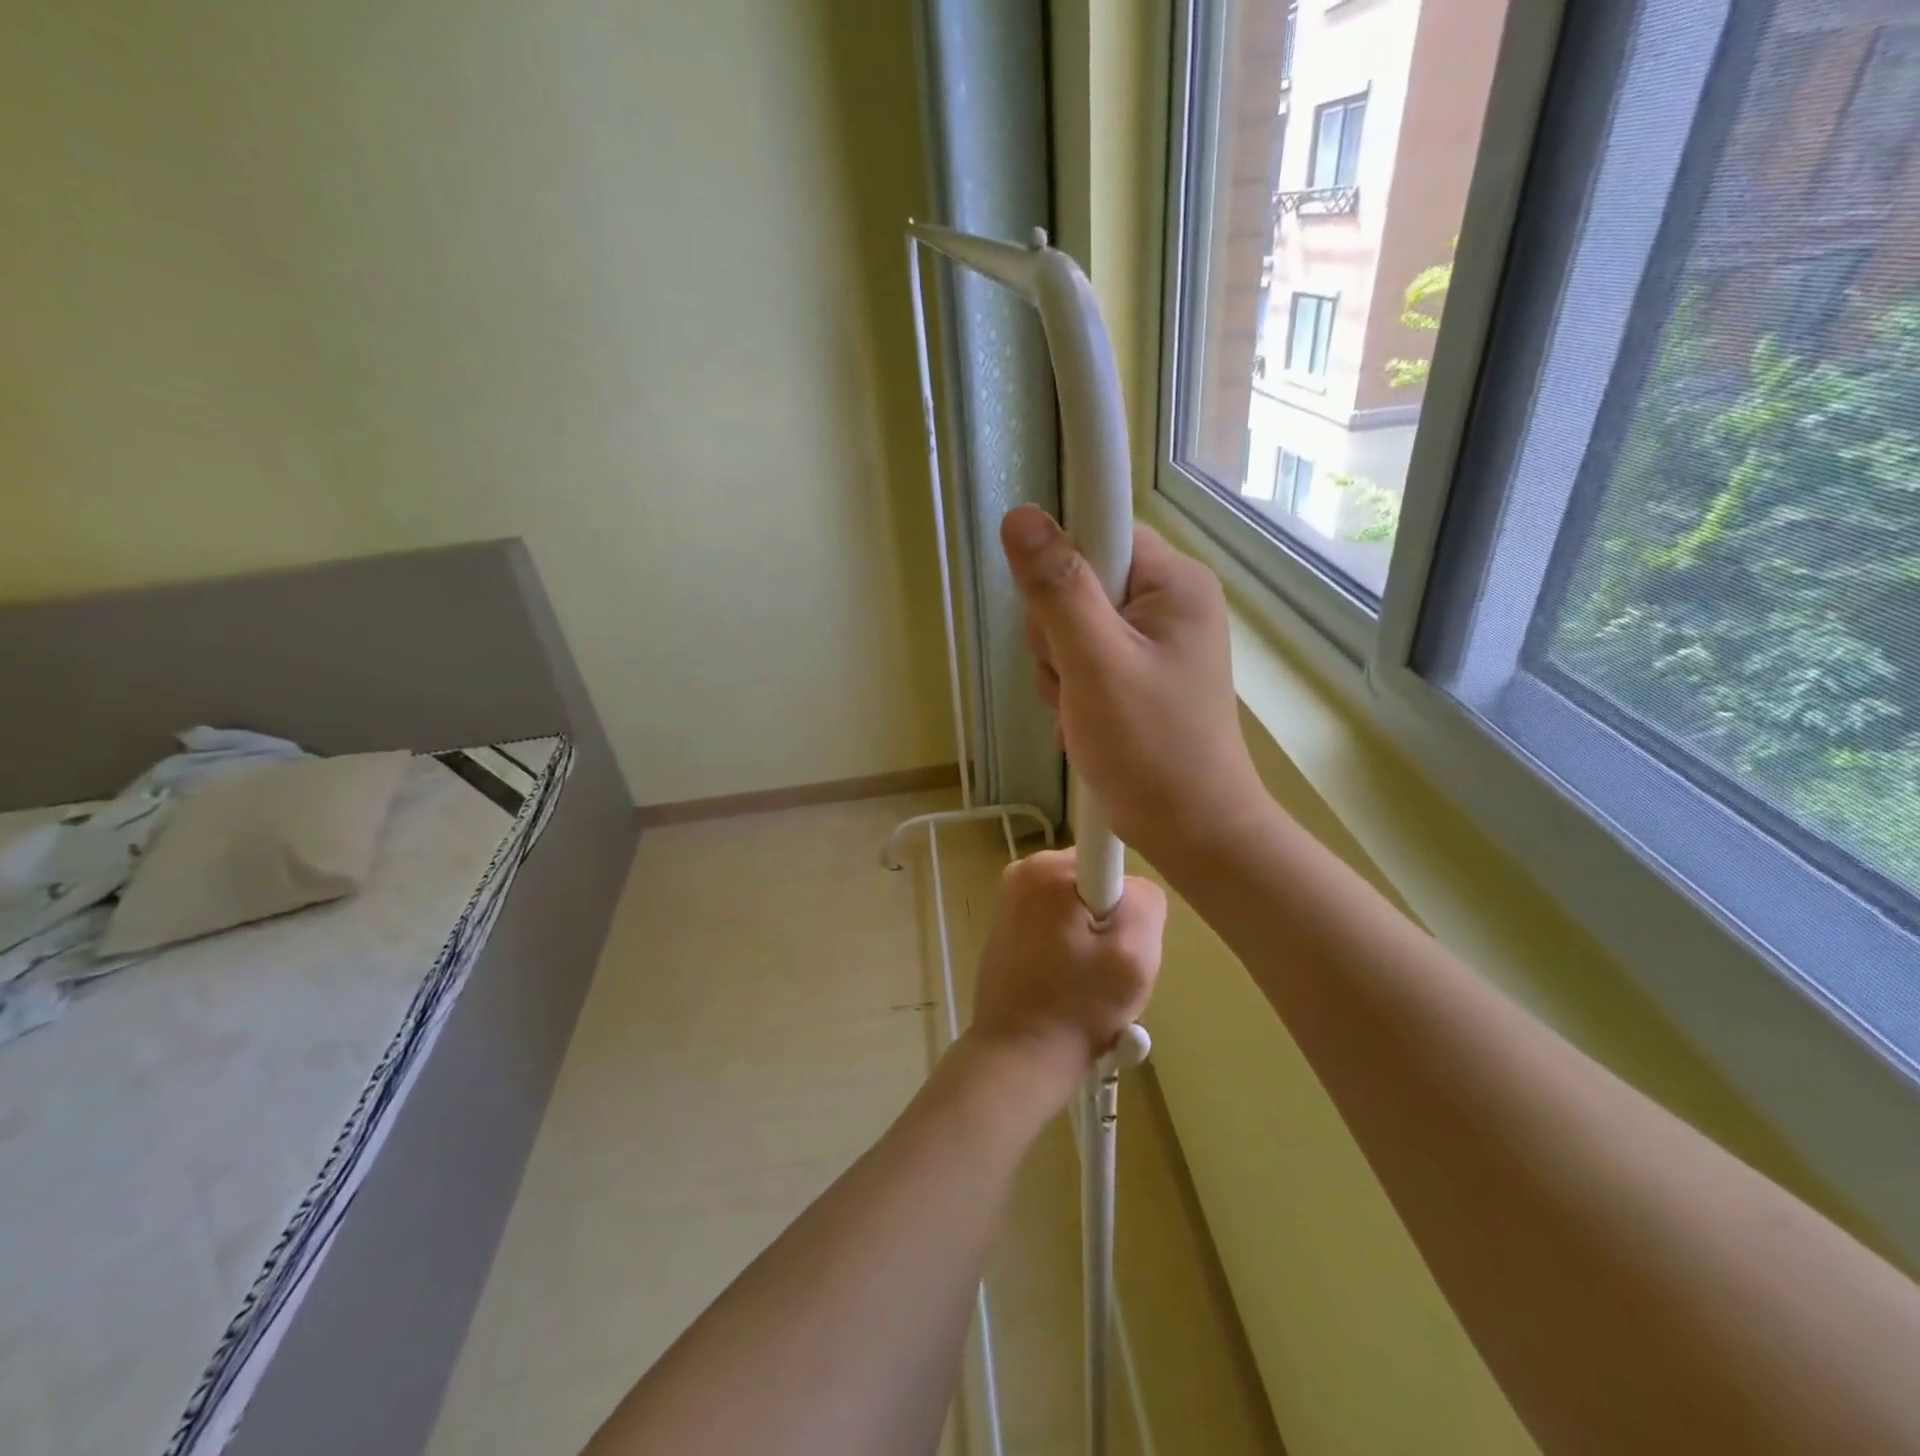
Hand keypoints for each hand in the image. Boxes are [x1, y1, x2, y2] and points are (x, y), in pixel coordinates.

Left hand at [969, 849, 1165, 1091]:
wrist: (1018, 1059)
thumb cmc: (1077, 1005)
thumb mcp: (1134, 952)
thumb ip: (1146, 901)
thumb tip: (1133, 890)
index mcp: (1045, 869)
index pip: (1110, 857)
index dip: (1127, 899)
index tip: (1121, 938)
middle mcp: (1021, 874)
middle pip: (1095, 885)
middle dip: (1112, 923)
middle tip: (1112, 970)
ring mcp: (1009, 902)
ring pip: (1079, 910)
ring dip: (1094, 943)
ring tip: (1092, 985)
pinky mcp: (1006, 930)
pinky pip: (1058, 927)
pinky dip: (1072, 953)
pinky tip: (1072, 988)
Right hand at [1000, 505, 1266, 867]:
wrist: (1192, 830)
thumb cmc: (1151, 749)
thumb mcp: (1096, 664)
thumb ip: (1058, 589)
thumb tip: (1021, 515)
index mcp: (1174, 583)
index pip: (1099, 531)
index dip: (1064, 569)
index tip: (1060, 619)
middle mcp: (1168, 601)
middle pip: (1077, 583)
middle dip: (1059, 638)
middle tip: (1079, 683)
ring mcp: (1153, 640)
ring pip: (1070, 628)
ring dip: (1062, 672)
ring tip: (1085, 713)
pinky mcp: (1139, 673)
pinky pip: (1082, 661)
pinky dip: (1074, 693)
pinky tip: (1087, 724)